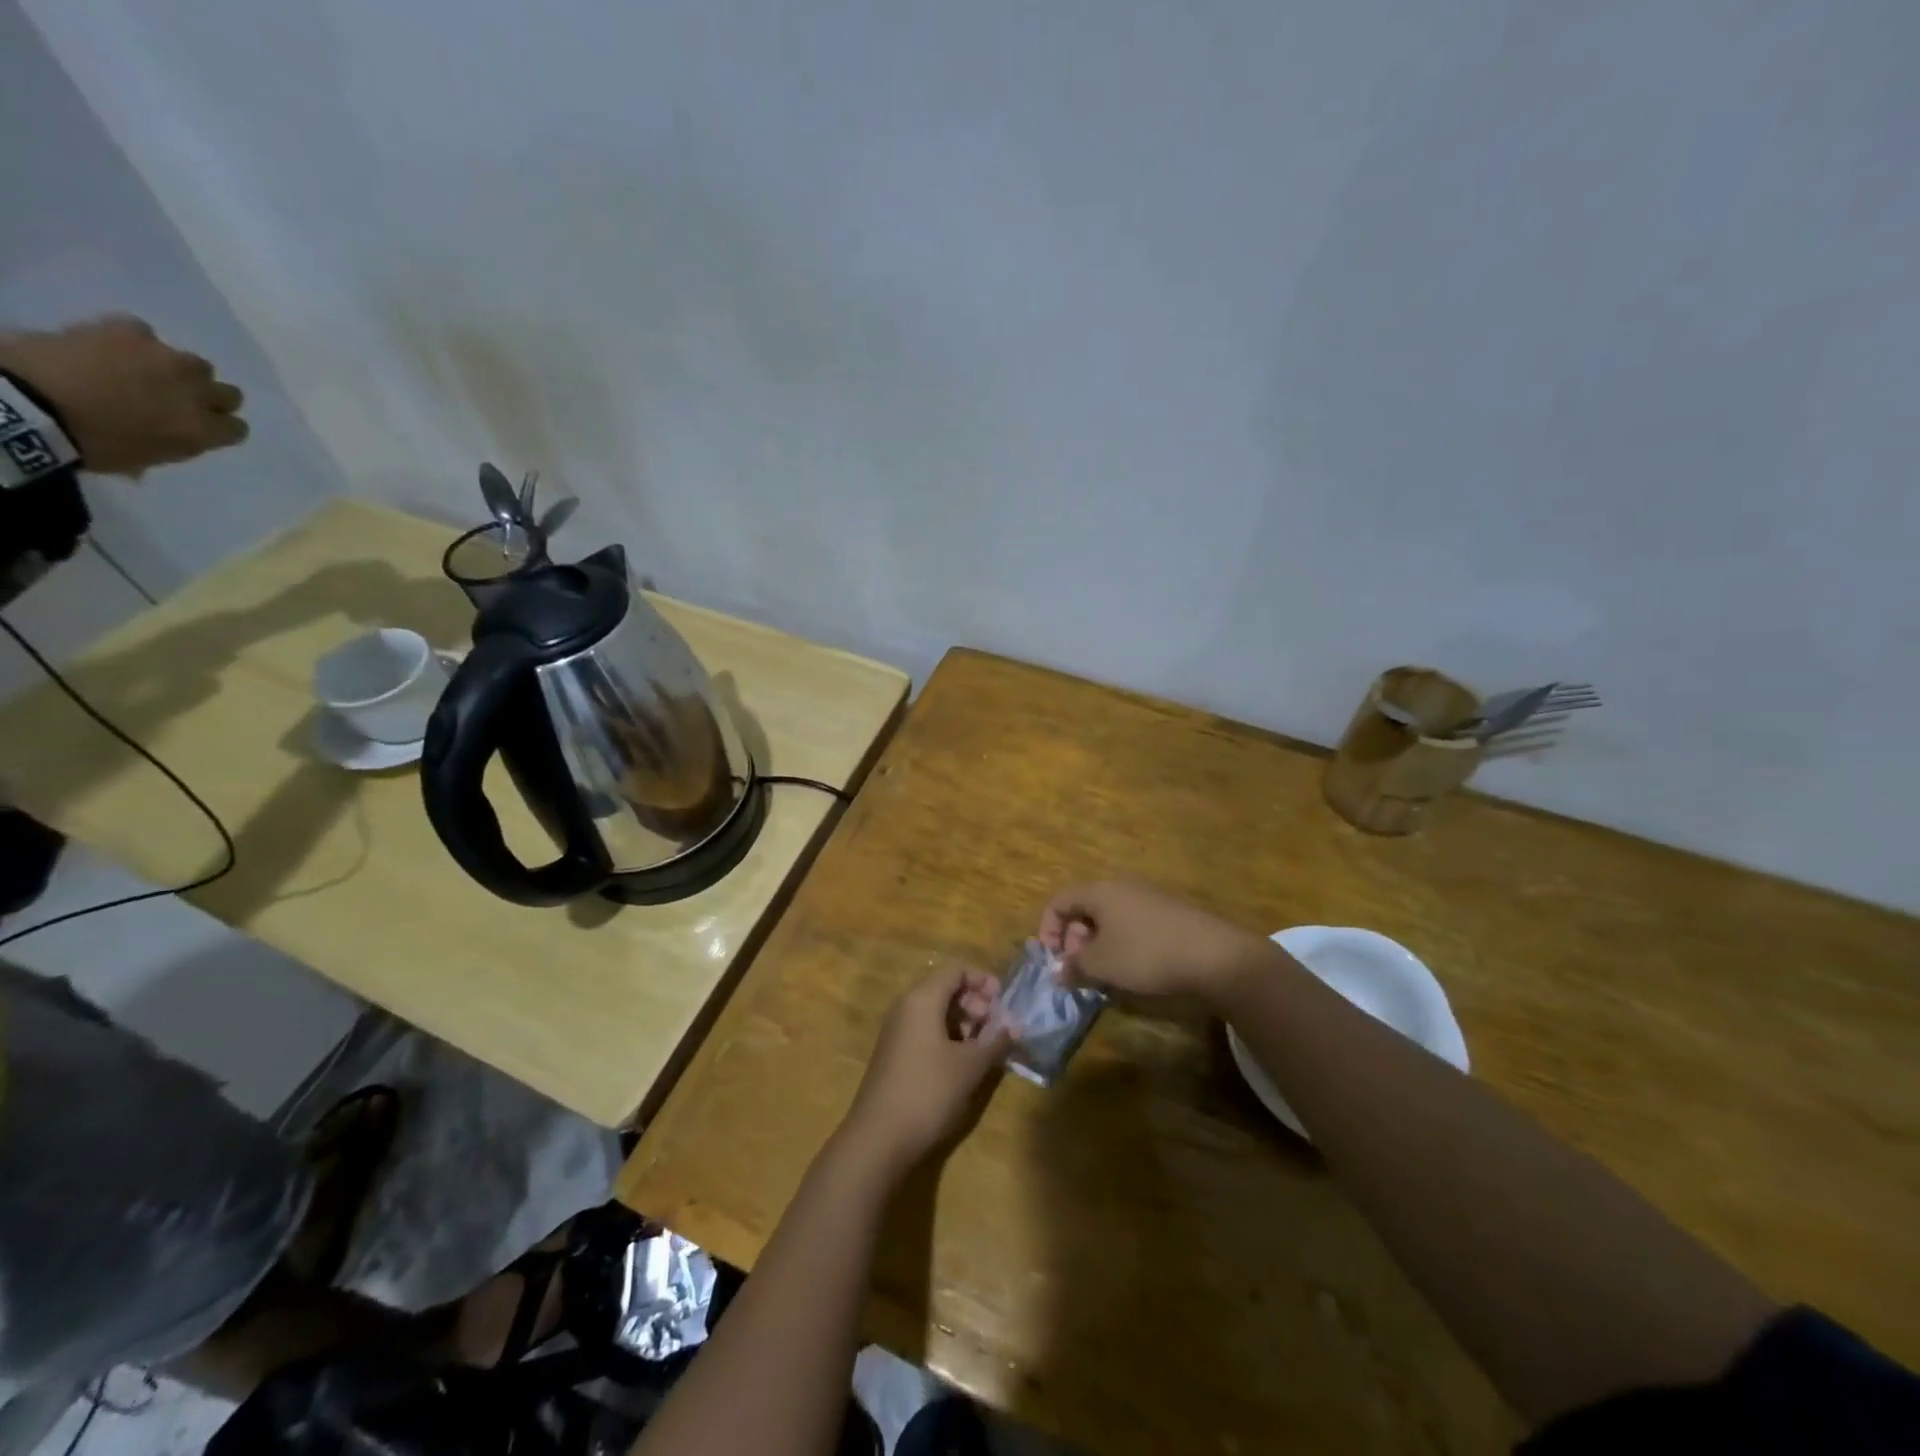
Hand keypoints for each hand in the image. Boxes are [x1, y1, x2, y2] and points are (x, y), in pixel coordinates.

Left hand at [0, 315, 247, 475]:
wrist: (27, 402)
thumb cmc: (89, 443)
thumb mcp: (145, 457)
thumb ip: (175, 441)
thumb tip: (176, 433)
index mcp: (203, 430)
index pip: (237, 428)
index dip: (219, 427)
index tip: (201, 428)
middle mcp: (197, 393)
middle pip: (228, 393)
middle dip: (207, 396)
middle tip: (178, 399)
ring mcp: (166, 359)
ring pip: (194, 363)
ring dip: (176, 369)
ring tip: (144, 371)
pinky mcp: (129, 331)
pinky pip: (144, 332)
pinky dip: (133, 341)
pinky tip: (112, 348)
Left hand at [840, 965, 1010, 1178]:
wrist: (878, 1138)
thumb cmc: (928, 1091)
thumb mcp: (970, 1066)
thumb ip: (995, 1041)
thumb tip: (1015, 1027)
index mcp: (922, 999)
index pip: (955, 969)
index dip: (982, 980)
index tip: (1004, 1002)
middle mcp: (906, 1007)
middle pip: (945, 988)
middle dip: (975, 1003)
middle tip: (995, 1028)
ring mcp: (897, 1031)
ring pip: (935, 1011)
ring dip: (963, 1022)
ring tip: (984, 1048)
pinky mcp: (894, 1054)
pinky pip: (925, 1031)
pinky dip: (947, 1037)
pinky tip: (963, 1063)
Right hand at [1039, 880, 1282, 1012]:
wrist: (1217, 957)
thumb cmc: (1147, 954)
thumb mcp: (1102, 965)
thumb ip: (1073, 966)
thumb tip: (1058, 971)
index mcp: (1100, 891)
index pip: (1059, 900)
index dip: (1048, 929)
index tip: (1054, 960)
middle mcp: (1123, 887)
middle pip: (1085, 909)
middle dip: (1075, 941)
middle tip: (1081, 971)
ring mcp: (1150, 898)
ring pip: (1110, 919)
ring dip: (1099, 946)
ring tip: (1106, 976)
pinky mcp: (1171, 915)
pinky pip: (1134, 925)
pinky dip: (1124, 945)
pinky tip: (1136, 972)